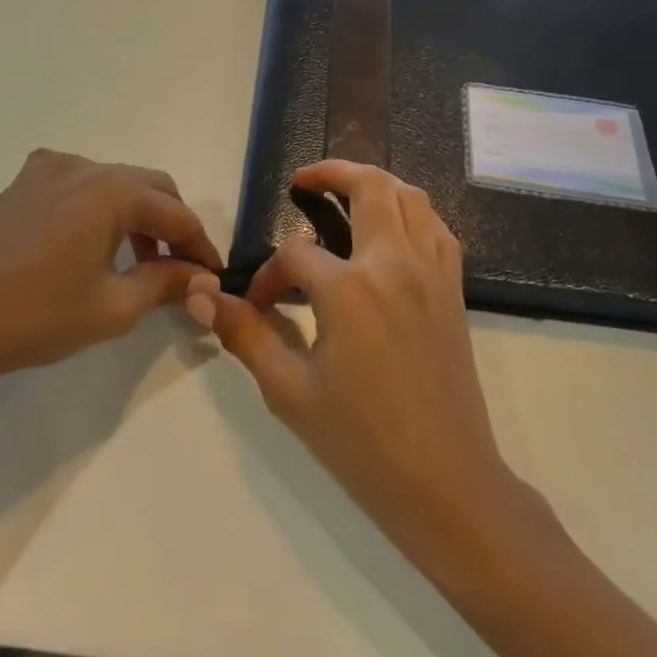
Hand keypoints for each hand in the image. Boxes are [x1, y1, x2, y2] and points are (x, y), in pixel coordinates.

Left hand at [0, 149, 222, 400]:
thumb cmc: (35, 315)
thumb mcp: (112, 306)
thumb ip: (165, 283)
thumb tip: (202, 277)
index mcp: (111, 190)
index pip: (176, 213)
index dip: (200, 245)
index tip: (213, 275)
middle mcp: (83, 166)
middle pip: (149, 186)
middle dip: (171, 224)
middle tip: (179, 268)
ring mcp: (46, 171)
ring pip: (113, 184)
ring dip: (135, 216)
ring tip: (136, 263)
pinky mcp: (20, 185)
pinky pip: (77, 186)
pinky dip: (98, 209)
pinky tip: (89, 244)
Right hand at [187, 161, 528, 570]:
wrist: (446, 484)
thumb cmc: (361, 444)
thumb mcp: (290, 391)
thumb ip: (247, 334)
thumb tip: (203, 297)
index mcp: (350, 289)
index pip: (295, 254)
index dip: (269, 275)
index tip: (258, 305)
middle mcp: (394, 264)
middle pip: (368, 185)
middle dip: (331, 172)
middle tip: (304, 180)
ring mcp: (431, 271)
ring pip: (410, 196)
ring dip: (375, 183)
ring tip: (345, 194)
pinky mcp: (453, 288)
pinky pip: (435, 226)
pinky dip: (410, 211)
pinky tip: (390, 231)